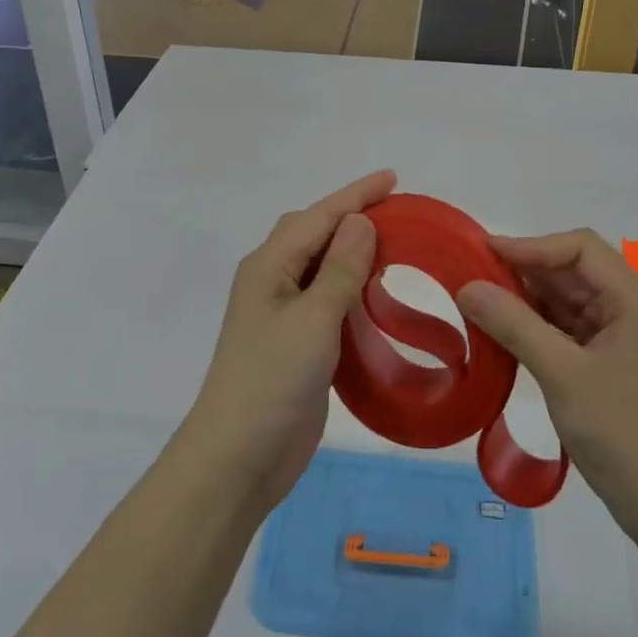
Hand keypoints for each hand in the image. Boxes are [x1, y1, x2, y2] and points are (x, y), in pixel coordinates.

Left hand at [178, 171, 394, 512]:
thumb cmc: (272, 381)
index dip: (356, 195)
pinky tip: (377, 296)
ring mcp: (283, 314)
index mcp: (269, 266)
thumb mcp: (313, 319)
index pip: (318, 216)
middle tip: (399, 214)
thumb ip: (340, 269)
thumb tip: (360, 221)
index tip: (393, 178)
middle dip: (353, 217)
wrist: (238, 458)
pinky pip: (328, 301)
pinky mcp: (297, 344)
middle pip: (314, 234)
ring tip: (396, 247)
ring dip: (354, 254)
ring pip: (322, 268)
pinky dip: (353, 290)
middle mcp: (273, 282)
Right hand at [455, 230, 637, 531]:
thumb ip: (514, 325)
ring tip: (478, 302)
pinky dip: (533, 325)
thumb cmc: (621, 432)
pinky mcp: (606, 361)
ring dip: (524, 299)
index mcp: (632, 299)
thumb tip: (467, 286)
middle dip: (523, 271)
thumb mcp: (562, 374)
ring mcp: (618, 336)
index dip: (531, 245)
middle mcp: (628, 308)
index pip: (579, 248)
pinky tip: (502, 332)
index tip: (484, 253)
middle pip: (570, 270)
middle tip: (471, 277)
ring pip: (564, 299)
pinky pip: (564, 328)